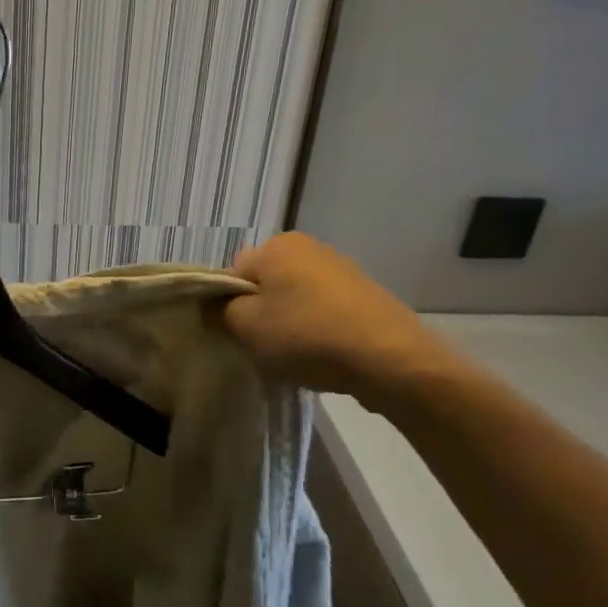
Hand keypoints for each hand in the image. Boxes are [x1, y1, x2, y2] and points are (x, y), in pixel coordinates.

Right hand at [224, 233, 462, 412]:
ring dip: (288, 325)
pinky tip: (322, 357)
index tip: (237, 335)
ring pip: (294, 300)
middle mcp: (310, 247)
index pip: (233, 273)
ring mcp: (342, 270)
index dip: (228, 306)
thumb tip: (215, 306)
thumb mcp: (246, 327)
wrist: (391, 361)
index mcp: (277, 246)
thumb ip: (220, 312)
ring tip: (295, 357)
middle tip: (263, 348)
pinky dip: (317, 331)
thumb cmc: (307, 336)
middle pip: (265, 285)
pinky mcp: (366, 295)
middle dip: (260, 315)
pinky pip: (324, 312)